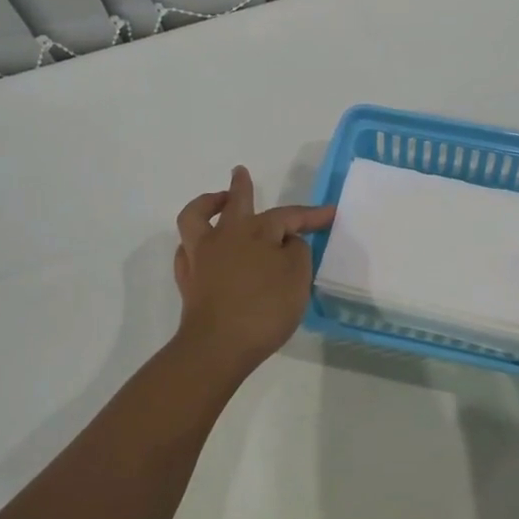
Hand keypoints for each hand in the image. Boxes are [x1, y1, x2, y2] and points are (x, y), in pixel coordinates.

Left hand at [172, 167, 334, 379]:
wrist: (218, 346)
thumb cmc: (264, 308)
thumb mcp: (297, 277)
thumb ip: (296, 252)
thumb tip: (287, 242)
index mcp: (256, 231)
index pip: (288, 216)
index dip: (311, 215)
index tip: (331, 213)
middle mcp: (225, 235)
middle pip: (234, 202)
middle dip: (241, 186)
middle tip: (241, 173)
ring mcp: (201, 257)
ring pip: (195, 217)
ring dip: (206, 204)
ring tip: (216, 202)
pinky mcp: (188, 280)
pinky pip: (187, 250)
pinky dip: (195, 243)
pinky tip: (203, 248)